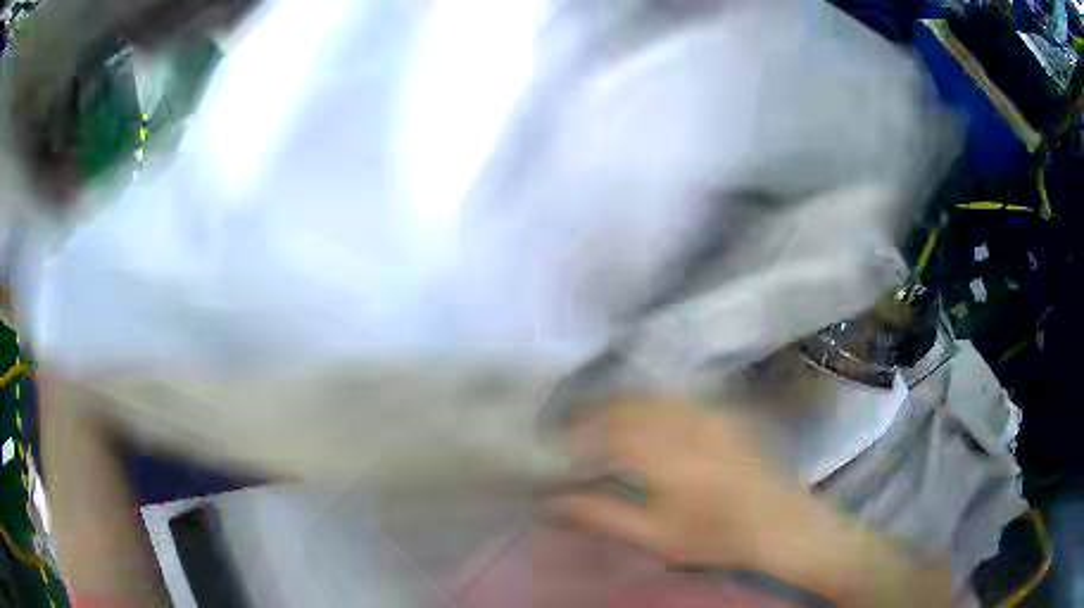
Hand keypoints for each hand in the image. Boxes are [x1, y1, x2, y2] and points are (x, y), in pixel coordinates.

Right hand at [553, 399, 950, 607]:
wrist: (779, 523)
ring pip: (650, 397)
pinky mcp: (723, 413)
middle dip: (593, 415)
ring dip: (620, 407)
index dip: (574, 435)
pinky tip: (644, 421)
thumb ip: (602, 513)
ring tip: (601, 425)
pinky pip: (675, 398)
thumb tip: (553, 500)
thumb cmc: (716, 536)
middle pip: (625, 405)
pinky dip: (650, 405)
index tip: (554, 445)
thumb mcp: (655, 535)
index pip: (604, 431)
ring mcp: (708, 412)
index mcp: (665, 451)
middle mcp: (685, 421)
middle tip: (571, 432)